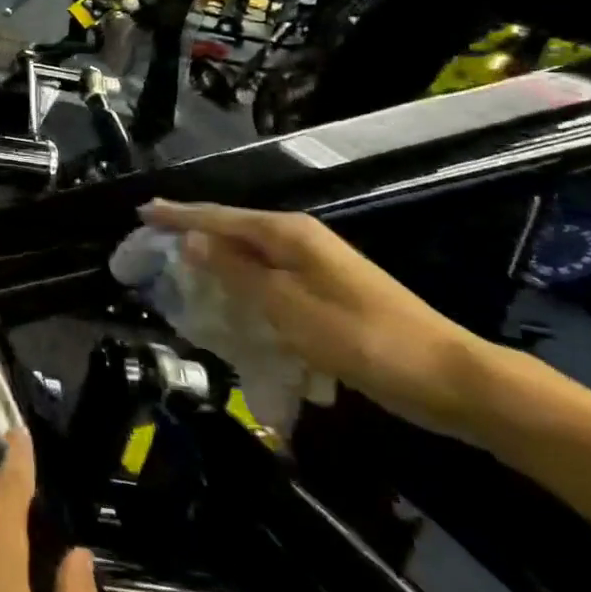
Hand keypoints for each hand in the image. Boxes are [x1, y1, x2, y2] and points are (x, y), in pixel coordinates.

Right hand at [142, 200, 493, 436]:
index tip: (141, 212)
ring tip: (179, 271)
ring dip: (215, 262)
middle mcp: (300, 240)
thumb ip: (235, 271)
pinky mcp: (325, 291)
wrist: (449, 379)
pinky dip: (241, 285)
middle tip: (152, 243)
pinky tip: (228, 302)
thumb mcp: (286, 306)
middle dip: (192, 235)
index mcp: (288, 234)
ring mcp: (316, 265)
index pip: (218, 217)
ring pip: (250, 256)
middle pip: (232, 231)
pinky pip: (268, 279)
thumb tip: (191, 240)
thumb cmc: (361, 338)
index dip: (178, 215)